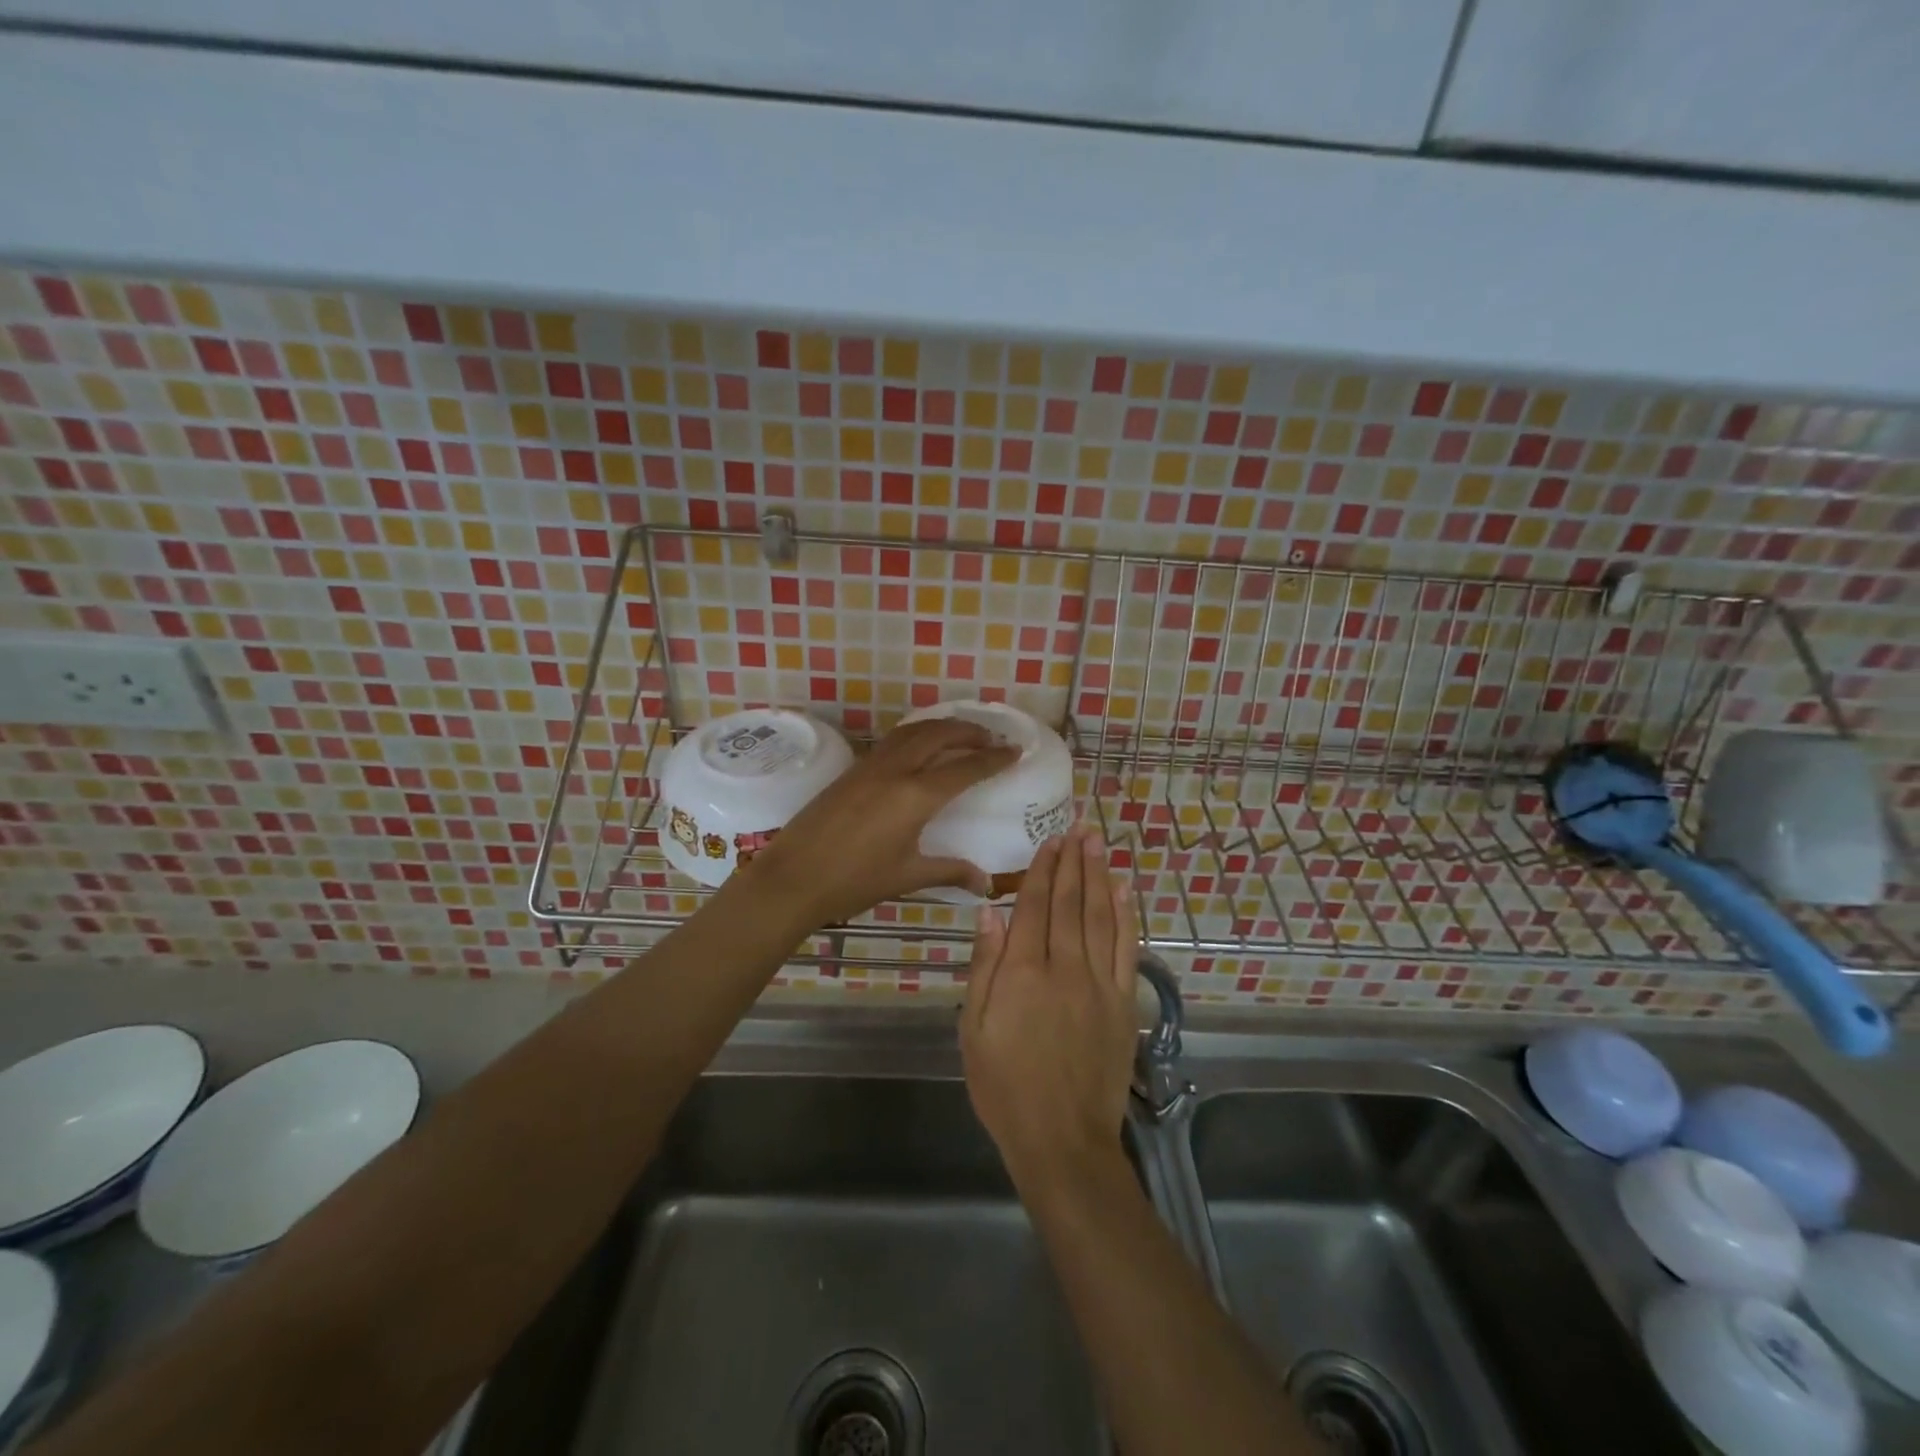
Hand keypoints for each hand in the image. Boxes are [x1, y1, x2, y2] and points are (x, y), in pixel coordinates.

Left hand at [741, 717, 1018, 927]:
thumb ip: (949, 871)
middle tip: (992, 737)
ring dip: (942, 726)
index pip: (966, 768)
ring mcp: (871, 765)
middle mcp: (897, 770)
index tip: (1015, 750)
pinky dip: (917, 734)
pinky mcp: (853, 769)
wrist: (793, 877)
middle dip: (970, 731)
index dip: (994, 758)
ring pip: (914, 731)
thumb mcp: (907, 876)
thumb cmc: (854, 881)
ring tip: (961, 734)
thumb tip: (985, 882)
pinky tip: (921, 748)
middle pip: (940, 735)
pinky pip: (894, 740)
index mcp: (916, 796)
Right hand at [961, 825, 1141, 1189]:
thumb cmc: (1004, 1086)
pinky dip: (1125, 915)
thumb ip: (985, 967)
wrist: (1062, 1138)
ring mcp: (1099, 983)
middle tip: (1078, 828)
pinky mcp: (1123, 1002)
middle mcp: (1064, 967)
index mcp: (1023, 972)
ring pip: (1100, 917)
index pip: (1035, 907)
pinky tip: (1123, 891)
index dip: (1043, 871)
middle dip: (1073, 862)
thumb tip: (992, 912)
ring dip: (1099, 876)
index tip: (1050, 841)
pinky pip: (1126, 949)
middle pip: (1070, 903)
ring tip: (1098, 844)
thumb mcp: (973, 1029)